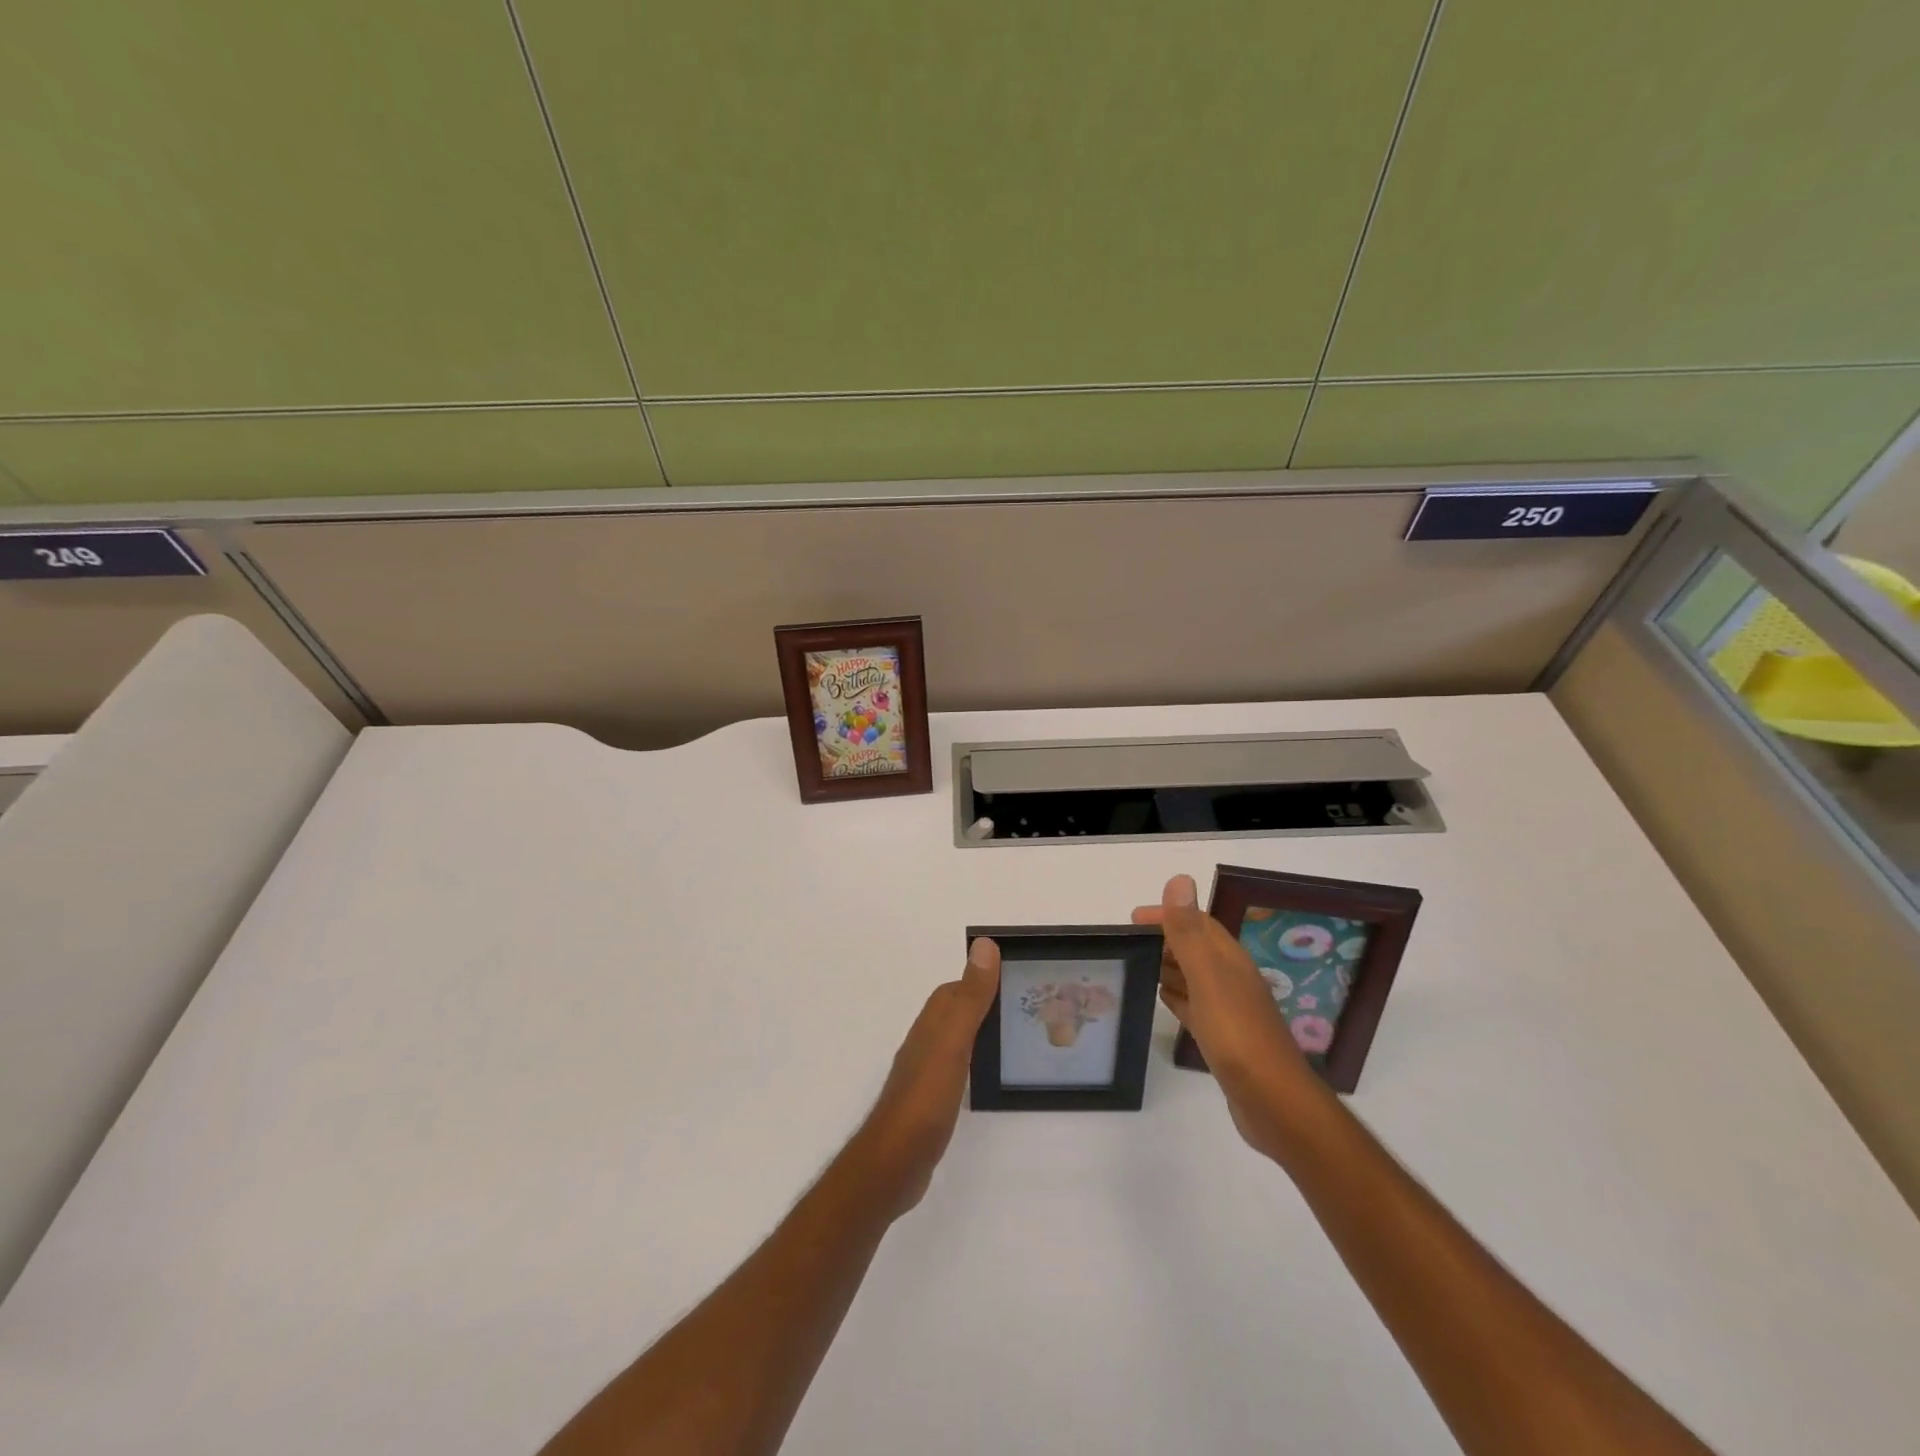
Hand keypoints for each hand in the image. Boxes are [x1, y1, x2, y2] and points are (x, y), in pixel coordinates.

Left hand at [850, 937, 1000, 1217]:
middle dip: (985, 1004)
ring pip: (956, 1040)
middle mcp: (925, 1042)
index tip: (1015, 978)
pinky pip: (956, 1069)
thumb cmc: (925, 1099)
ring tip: (1015, 1039)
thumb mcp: (953, 1043)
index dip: (982, 980)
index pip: (955, 990)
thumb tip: (984, 945)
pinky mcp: (930, 1103)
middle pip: (956, 1012)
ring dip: (980, 1033)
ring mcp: (925, 1074)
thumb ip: (970, 998)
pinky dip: (974, 1063)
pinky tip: (989, 1077)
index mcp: (931, 1024)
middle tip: (1024, 1009)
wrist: (893, 1165)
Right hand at [1132, 875, 1326, 1156]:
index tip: (1132, 918)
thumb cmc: (1238, 1035)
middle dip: (1164, 939)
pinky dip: (1176, 996)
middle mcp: (1232, 980)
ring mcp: (1229, 1010)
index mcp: (1229, 961)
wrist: (1274, 1102)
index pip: (1198, 923)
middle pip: (1196, 948)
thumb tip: (1179, 880)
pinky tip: (1161, 998)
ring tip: (1137, 964)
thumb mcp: (1208, 977)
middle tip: (1127, 942)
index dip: (1168, 914)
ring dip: (1168, 966)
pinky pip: (1194, 1006)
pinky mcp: (1223, 1038)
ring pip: (1194, 977)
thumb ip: (1189, 932)